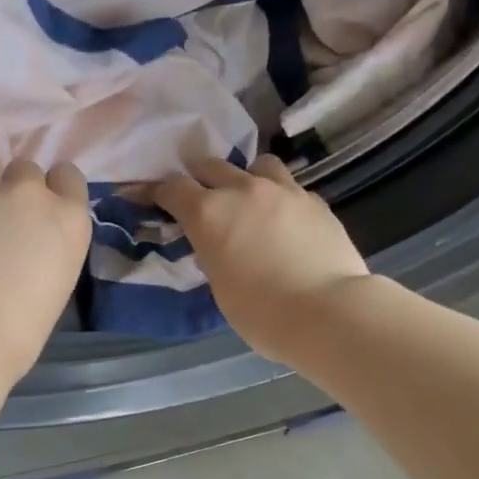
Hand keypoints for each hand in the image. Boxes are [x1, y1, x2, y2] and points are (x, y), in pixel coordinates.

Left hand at [0, 134, 91, 383]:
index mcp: (67, 220)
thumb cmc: (18, 333)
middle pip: (24, 166)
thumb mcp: (56, 286)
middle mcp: (27, 193)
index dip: (52, 189)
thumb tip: (26, 244)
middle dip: (11, 185)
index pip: (68, 176)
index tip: (38, 209)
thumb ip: (46, 250)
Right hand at [152, 154, 370, 364]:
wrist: (327, 312)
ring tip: (249, 199)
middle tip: (198, 195)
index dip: (158, 192)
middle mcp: (243, 191)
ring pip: (258, 165)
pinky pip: (290, 188)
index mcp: (209, 214)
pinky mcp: (315, 202)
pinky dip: (280, 198)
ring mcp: (284, 191)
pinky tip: (285, 220)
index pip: (173, 189)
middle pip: (211, 165)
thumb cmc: (261, 313)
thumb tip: (217, 245)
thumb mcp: (220, 286)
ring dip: (246, 178)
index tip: (152, 198)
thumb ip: (213, 254)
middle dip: (199, 178)